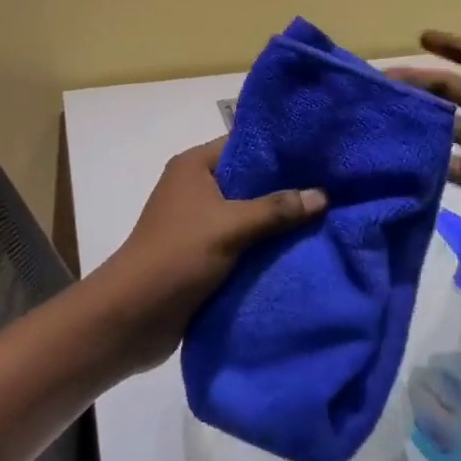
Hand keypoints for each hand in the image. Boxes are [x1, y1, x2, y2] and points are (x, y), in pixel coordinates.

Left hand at [93, 138, 325, 370]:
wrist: (131, 317)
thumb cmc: (177, 255)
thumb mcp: (231, 226)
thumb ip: (277, 209)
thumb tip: (323, 195)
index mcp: (194, 166)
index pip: (243, 144)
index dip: (279, 149)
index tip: (317, 153)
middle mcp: (195, 187)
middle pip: (248, 180)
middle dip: (284, 188)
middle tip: (329, 187)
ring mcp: (197, 222)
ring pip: (247, 213)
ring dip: (275, 221)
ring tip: (323, 217)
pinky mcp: (201, 253)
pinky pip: (240, 241)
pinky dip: (263, 245)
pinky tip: (299, 247)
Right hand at [390, 31, 460, 258]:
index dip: (449, 46)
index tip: (420, 38)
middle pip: (448, 91)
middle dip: (418, 85)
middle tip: (379, 85)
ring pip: (443, 126)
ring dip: (417, 121)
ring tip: (380, 118)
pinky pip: (445, 162)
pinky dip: (424, 159)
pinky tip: (397, 159)